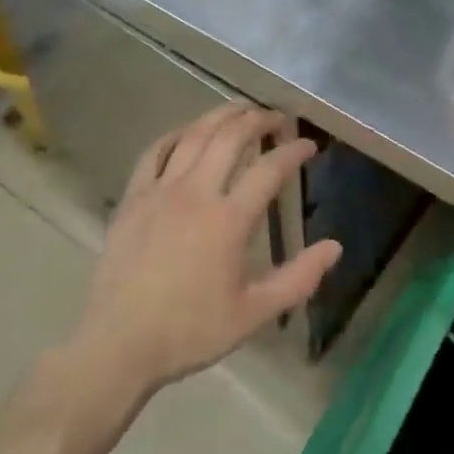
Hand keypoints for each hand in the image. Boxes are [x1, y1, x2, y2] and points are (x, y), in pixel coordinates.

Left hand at [70, 102, 340, 399]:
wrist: (119, 344)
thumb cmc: (190, 331)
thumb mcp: (252, 314)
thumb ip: (297, 279)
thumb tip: (335, 247)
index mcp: (229, 220)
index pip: (269, 169)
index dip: (293, 151)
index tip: (308, 145)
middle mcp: (197, 192)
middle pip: (231, 137)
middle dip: (259, 120)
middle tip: (276, 117)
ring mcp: (161, 189)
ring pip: (195, 135)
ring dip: (221, 116)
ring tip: (240, 109)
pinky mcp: (134, 196)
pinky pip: (155, 151)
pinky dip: (176, 134)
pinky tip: (188, 132)